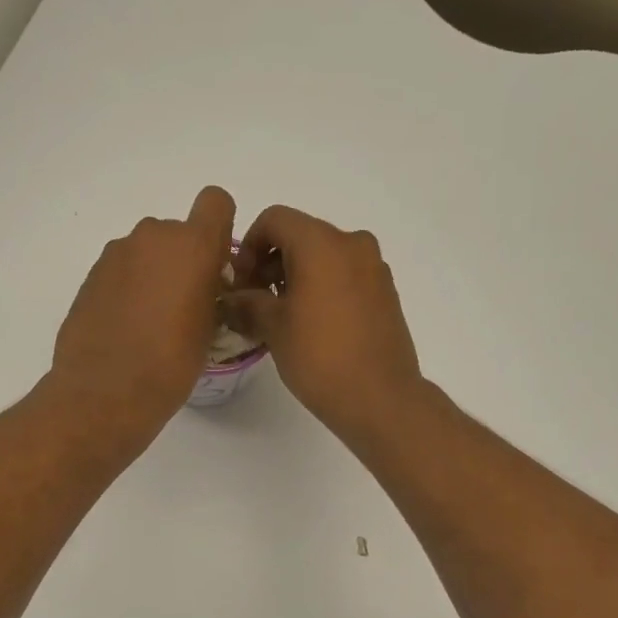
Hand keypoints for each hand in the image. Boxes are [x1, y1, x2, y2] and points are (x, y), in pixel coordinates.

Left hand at [47, 185, 237, 446]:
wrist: (106, 391)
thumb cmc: (172, 363)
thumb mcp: (211, 328)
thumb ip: (212, 291)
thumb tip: (205, 285)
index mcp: (193, 245)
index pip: (215, 202)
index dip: (219, 227)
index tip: (216, 264)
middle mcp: (153, 237)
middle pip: (177, 232)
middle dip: (183, 259)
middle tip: (185, 304)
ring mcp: (117, 253)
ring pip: (147, 251)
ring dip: (154, 273)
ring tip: (152, 321)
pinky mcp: (91, 274)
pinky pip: (122, 270)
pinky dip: (129, 288)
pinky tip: (127, 327)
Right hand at [224, 205, 423, 444]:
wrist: (380, 398)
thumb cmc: (320, 357)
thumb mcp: (273, 328)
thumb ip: (247, 303)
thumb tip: (231, 298)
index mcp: (322, 243)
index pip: (274, 220)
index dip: (248, 246)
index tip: (241, 283)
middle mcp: (352, 244)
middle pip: (300, 235)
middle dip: (271, 262)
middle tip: (254, 301)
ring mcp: (374, 268)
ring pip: (324, 256)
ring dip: (296, 276)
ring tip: (281, 316)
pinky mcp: (385, 292)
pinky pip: (345, 275)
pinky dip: (322, 287)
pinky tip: (311, 324)